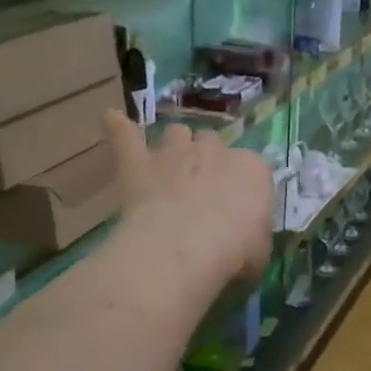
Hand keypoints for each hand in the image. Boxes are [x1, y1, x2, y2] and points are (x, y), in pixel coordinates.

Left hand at [103, 112, 273, 286]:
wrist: (185, 246)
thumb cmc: (232, 252)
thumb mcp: (260, 252)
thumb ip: (254, 238)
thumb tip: (247, 244)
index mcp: (252, 170)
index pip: (252, 170)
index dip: (244, 189)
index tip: (239, 213)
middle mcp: (215, 151)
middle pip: (213, 144)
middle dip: (208, 162)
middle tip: (203, 192)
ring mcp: (174, 153)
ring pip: (177, 133)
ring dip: (175, 145)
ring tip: (169, 165)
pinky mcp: (138, 163)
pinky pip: (125, 135)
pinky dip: (118, 128)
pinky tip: (111, 119)